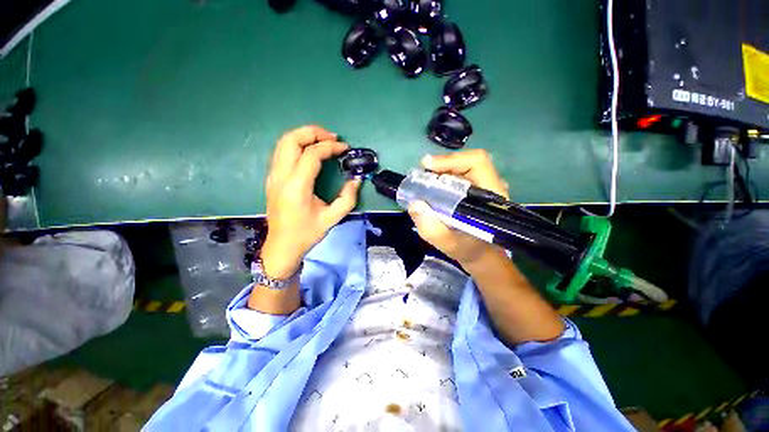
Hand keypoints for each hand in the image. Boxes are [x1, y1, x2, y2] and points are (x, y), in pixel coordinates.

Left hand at [262, 126, 360, 277]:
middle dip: (313, 132)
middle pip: (291, 139)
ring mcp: (273, 176)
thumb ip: (348, 198)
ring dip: (304, 136)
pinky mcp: (272, 178)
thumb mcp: (332, 218)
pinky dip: (297, 144)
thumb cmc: (307, 233)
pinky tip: (310, 151)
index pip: (312, 154)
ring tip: (323, 140)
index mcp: (296, 187)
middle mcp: (281, 176)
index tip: (345, 149)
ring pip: (283, 142)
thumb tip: (356, 180)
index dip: (330, 147)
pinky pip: (282, 152)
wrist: (282, 246)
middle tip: (332, 138)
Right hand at [407, 149, 509, 267]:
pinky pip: (458, 175)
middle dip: (441, 165)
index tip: (428, 166)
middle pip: (467, 162)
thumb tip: (415, 204)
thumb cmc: (469, 250)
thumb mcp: (449, 244)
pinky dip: (442, 177)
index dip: (452, 160)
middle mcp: (489, 186)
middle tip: (421, 175)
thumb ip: (432, 229)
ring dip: (440, 171)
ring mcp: (482, 187)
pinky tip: (431, 187)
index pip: (477, 163)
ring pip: (462, 167)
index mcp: (490, 196)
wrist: (480, 255)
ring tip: (424, 181)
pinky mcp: (474, 191)